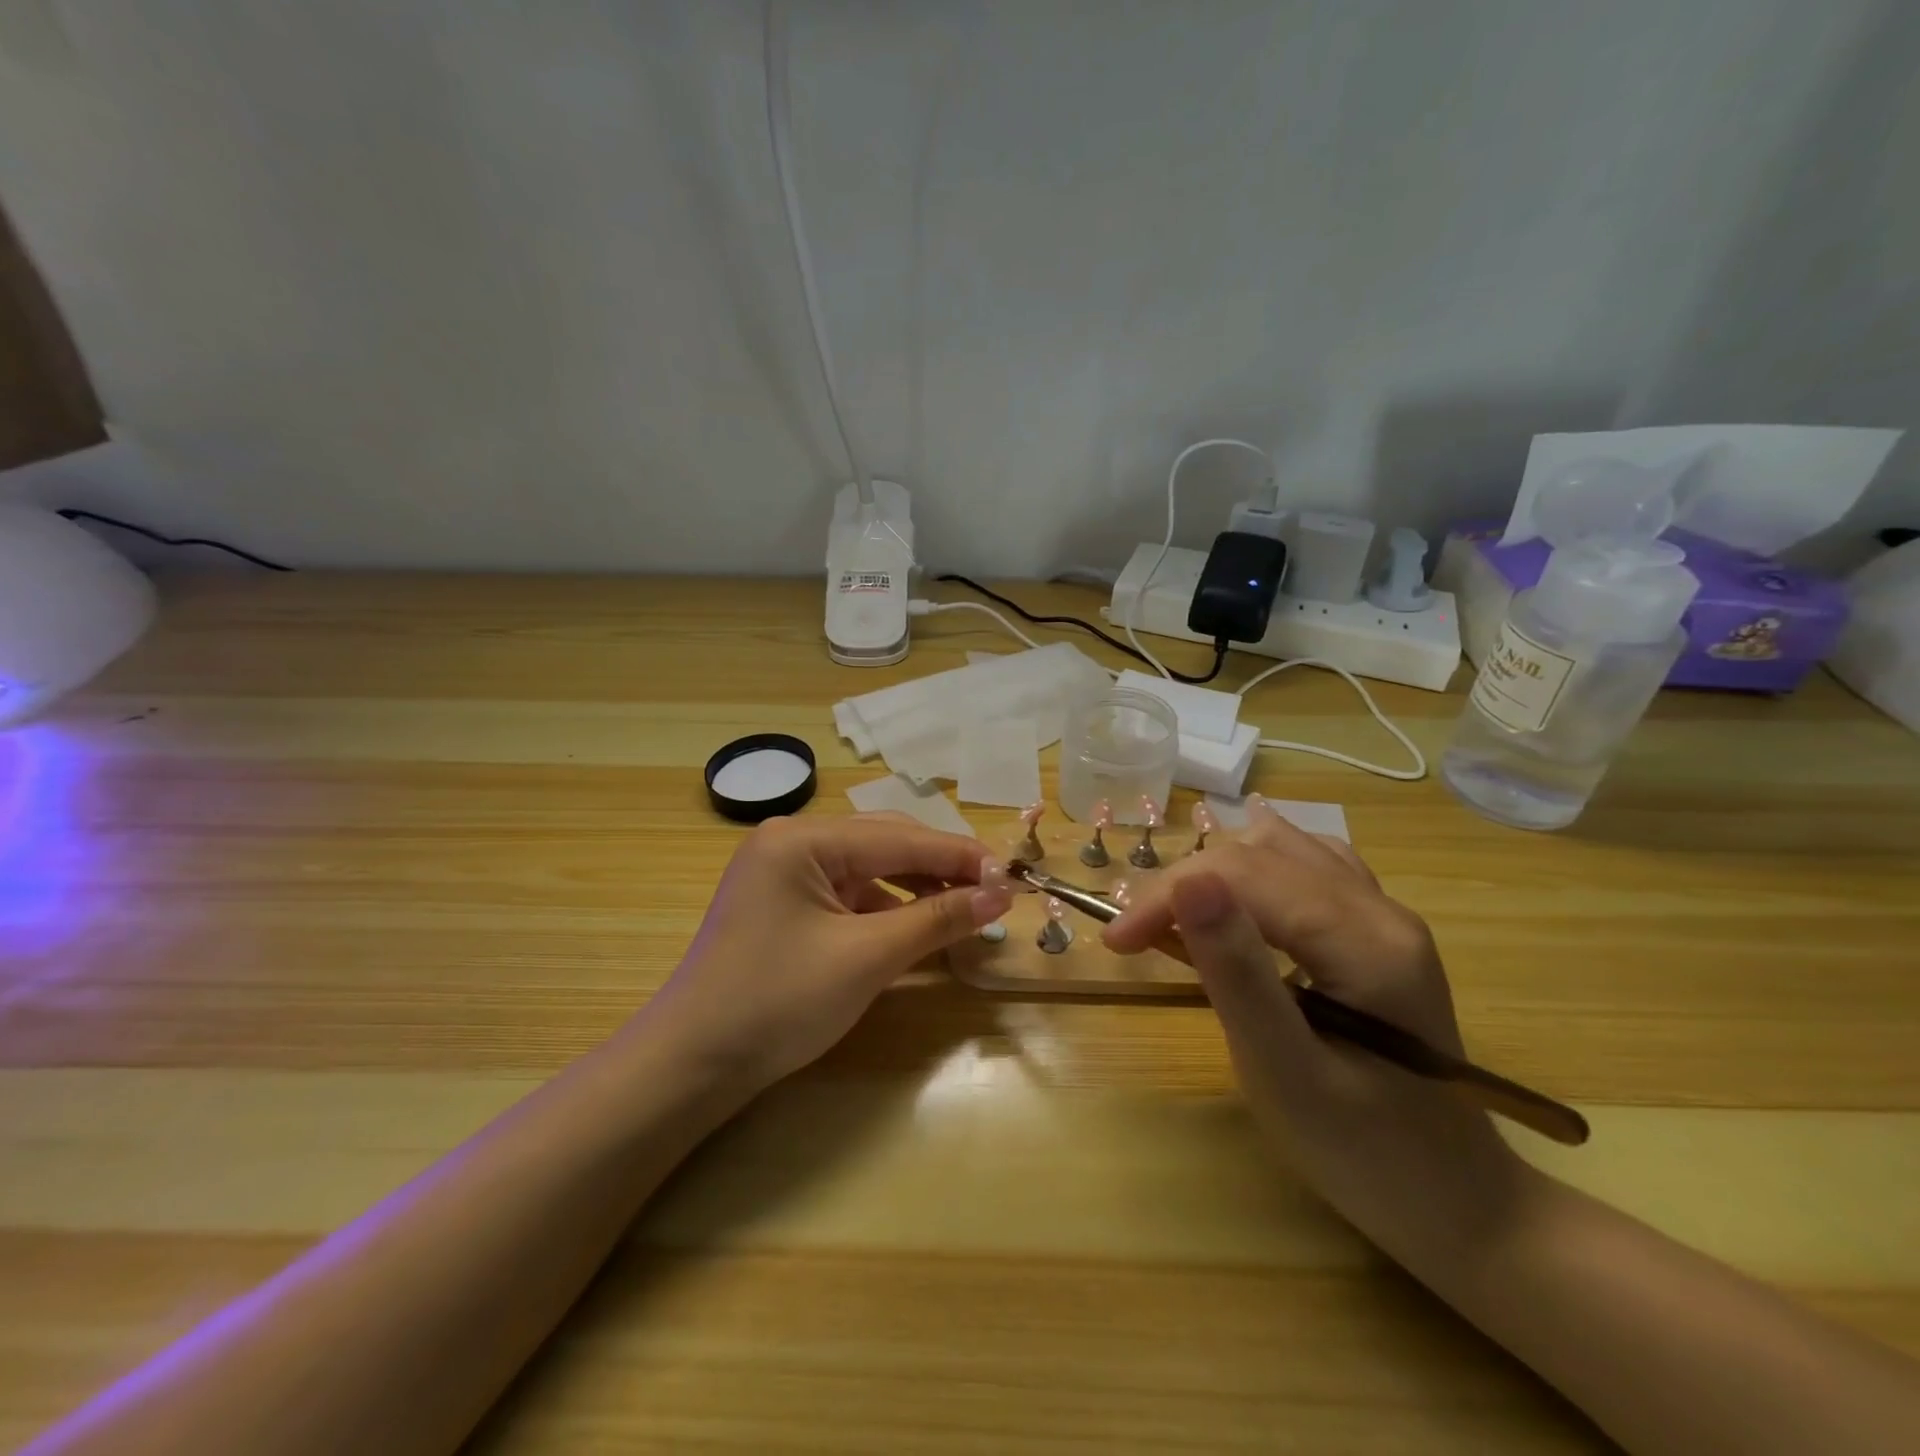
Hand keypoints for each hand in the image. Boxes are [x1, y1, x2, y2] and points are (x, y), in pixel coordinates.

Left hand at [645, 813, 1012, 1092]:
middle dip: (941, 869)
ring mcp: (785, 871)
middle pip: (886, 843)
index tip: (1014, 876)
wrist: (692, 1065)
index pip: (901, 837)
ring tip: (963, 912)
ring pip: (870, 867)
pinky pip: (850, 892)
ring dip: (918, 888)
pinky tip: (915, 926)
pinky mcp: (786, 901)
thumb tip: (1001, 894)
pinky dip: (887, 907)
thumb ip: (937, 918)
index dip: (962, 857)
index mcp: (803, 837)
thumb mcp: (866, 958)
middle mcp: (792, 840)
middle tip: (994, 895)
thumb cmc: (778, 1003)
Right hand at [1102, 801, 1530, 1261]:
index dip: (1168, 895)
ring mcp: (1385, 914)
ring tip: (1174, 914)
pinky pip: (1309, 864)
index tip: (1115, 941)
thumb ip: (1236, 971)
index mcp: (1366, 941)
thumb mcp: (1284, 1071)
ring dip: (1215, 870)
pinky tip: (1238, 881)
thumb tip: (1188, 882)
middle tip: (1133, 937)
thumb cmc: (1364, 1154)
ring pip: (1282, 848)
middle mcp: (1381, 909)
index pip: (1244, 876)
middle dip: (1183, 885)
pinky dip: (1257, 865)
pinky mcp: (1377, 929)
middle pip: (1259, 855)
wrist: (1459, 1205)